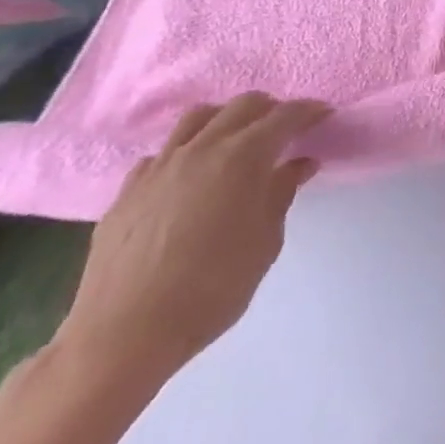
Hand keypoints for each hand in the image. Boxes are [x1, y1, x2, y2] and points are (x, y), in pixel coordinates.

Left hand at [56, 94, 330, 384]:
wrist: (121, 338)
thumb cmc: (210, 289)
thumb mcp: (265, 242)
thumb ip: (281, 194)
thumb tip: (297, 165)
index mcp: (243, 156)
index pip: (286, 115)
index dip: (309, 112)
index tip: (323, 116)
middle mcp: (202, 149)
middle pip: (243, 105)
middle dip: (270, 109)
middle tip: (284, 130)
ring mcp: (159, 167)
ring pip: (198, 117)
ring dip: (225, 120)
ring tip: (235, 143)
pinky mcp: (127, 192)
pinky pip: (162, 154)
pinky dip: (184, 154)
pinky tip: (188, 179)